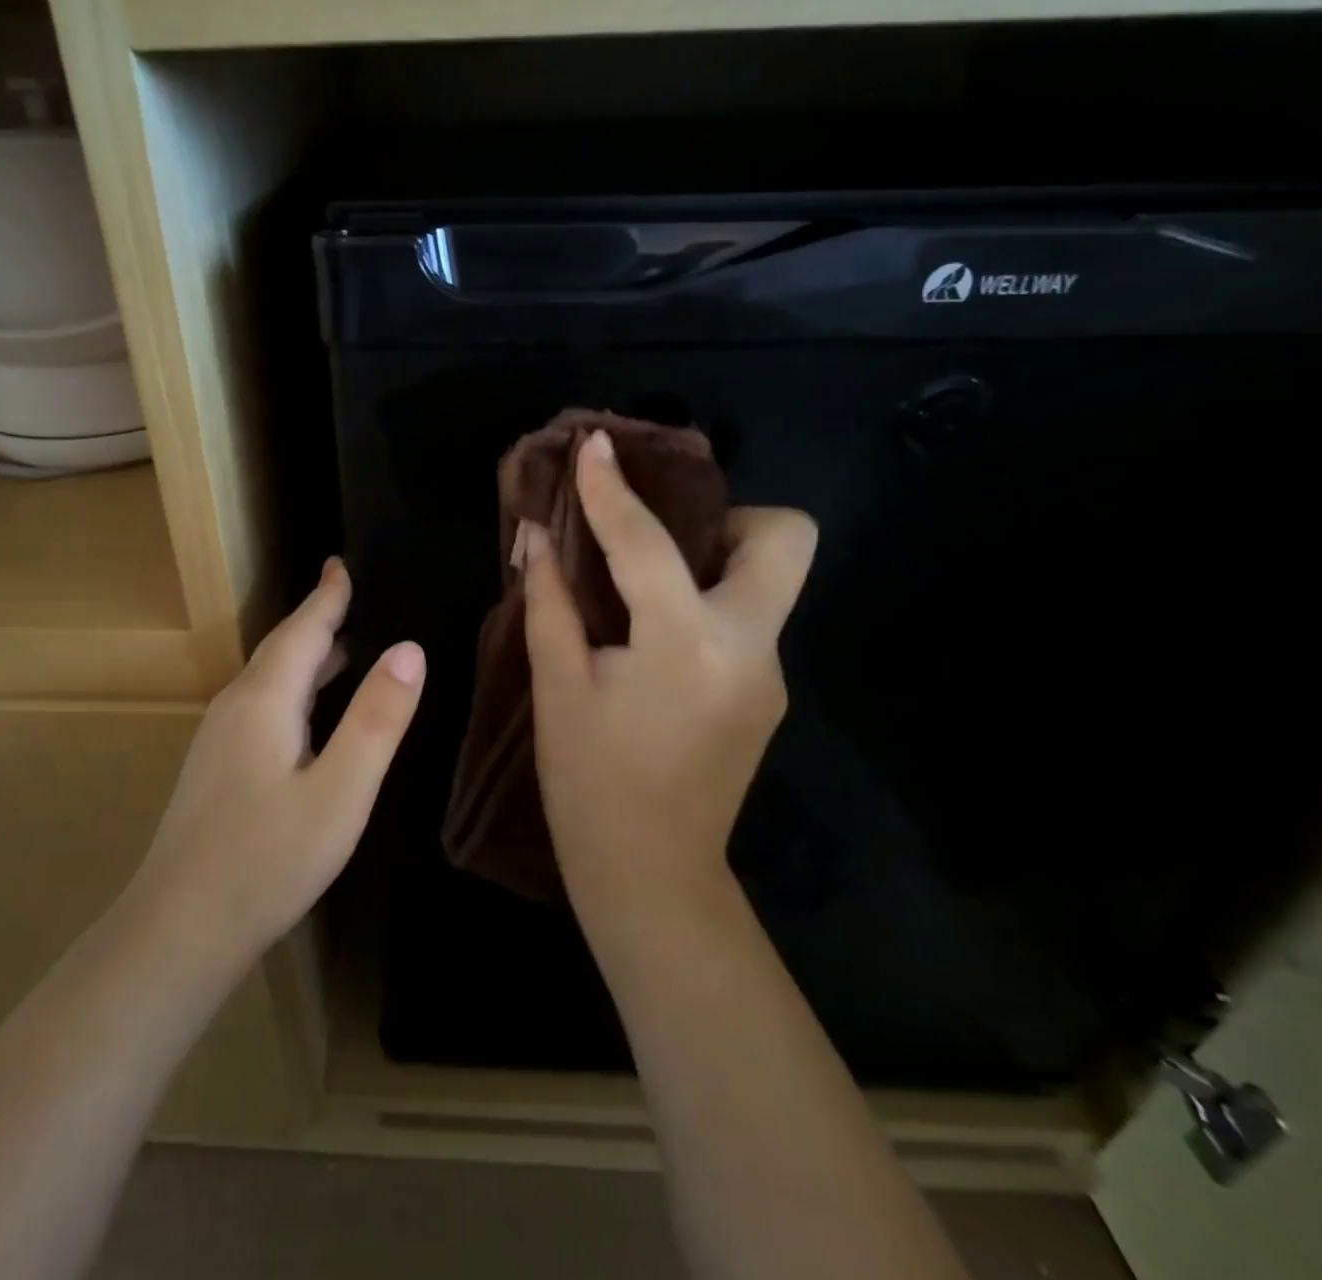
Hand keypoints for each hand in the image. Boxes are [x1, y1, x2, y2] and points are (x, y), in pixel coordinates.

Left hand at [129, 558, 424, 973]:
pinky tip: (313, 713)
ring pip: (271, 680)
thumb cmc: (267, 860)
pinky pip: (264, 707)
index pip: (302, 630)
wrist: (179, 929)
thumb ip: (376, 719)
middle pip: (283, 650)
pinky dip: (296, 690)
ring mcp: (220, 739)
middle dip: (319, 621)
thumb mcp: (340, 791)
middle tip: (354, 597)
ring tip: (347, 648)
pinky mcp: (218, 768)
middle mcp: (236, 707)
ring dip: (308, 658)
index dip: (327, 596)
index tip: (342, 562)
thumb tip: (409, 649)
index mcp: (265, 700)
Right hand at [523, 430, 816, 920]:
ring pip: (769, 580)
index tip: (595, 446)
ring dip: (714, 562)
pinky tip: (656, 641)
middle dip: (729, 516)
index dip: (611, 489)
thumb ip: (549, 601)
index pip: (646, 543)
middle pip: (785, 538)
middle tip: (664, 537)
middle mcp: (748, 647)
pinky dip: (706, 607)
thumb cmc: (588, 782)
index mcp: (684, 644)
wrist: (651, 874)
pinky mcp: (768, 694)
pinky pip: (747, 621)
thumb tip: (535, 537)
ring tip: (648, 588)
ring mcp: (770, 672)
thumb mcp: (557, 686)